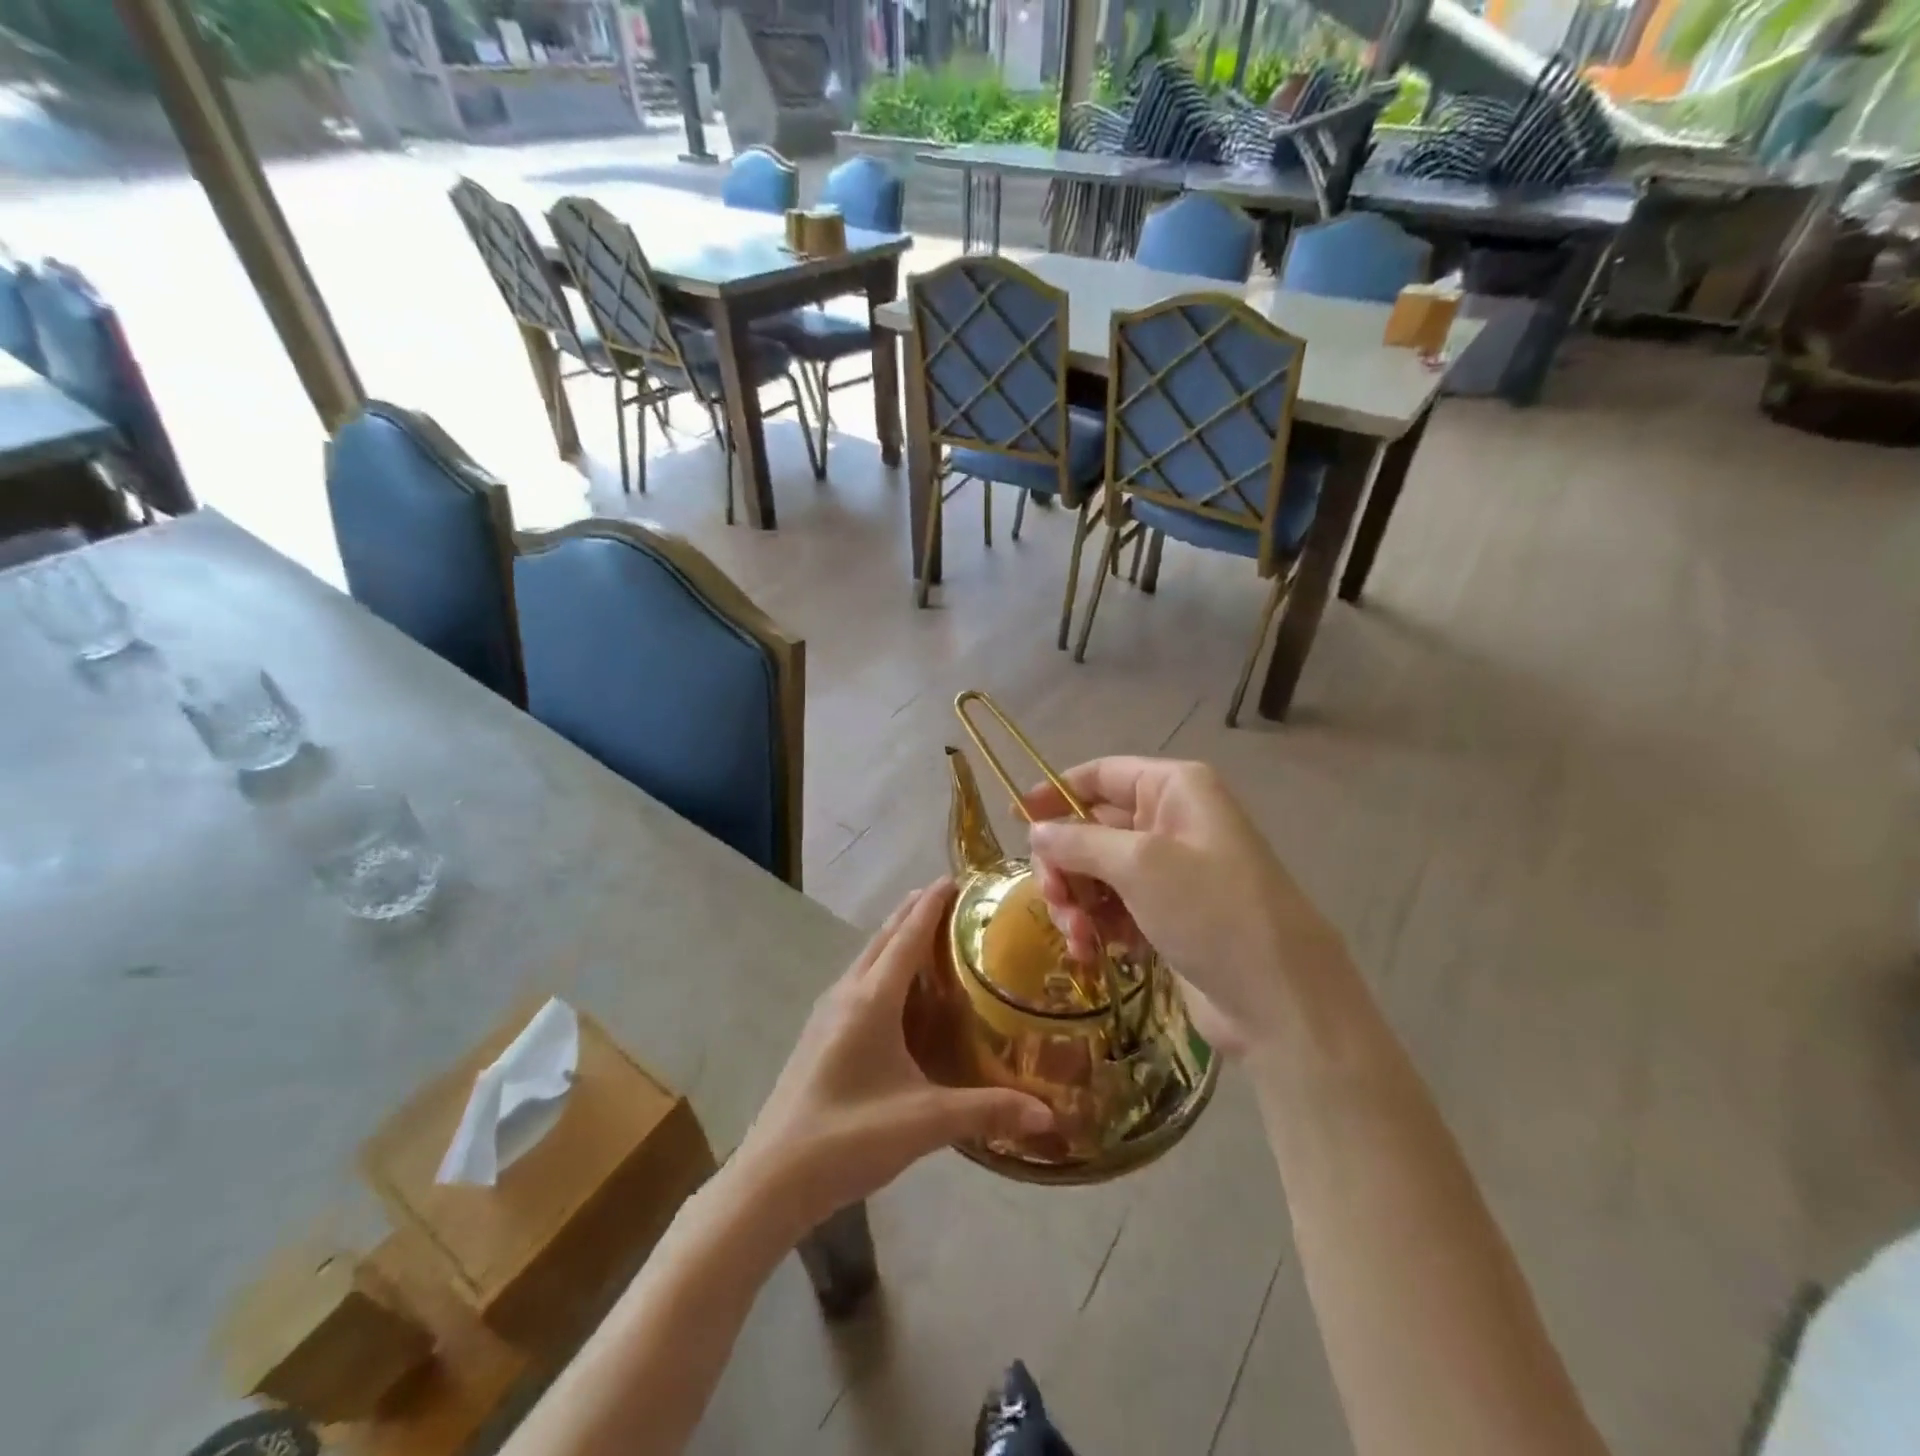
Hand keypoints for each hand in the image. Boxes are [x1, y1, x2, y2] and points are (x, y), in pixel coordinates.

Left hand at [733, 880, 1053, 1239]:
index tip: (956, 878)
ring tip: (928, 931)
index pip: (908, 935)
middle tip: (951, 897)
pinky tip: (897, 989)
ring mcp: (827, 1012)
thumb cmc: (850, 1138)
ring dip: (896, 936)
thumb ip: (988, 1111)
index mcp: (872, 999)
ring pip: (867, 957)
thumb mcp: (925, 1122)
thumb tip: (1050, 1114)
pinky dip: (882, 964)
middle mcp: (847, 993)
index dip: (932, 903)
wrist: (772, 1178)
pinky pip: (858, 980)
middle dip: (914, 911)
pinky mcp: (819, 1033)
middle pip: (884, 937)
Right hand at [1023, 758, 1346, 1057]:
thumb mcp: (1139, 865)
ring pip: (1097, 872)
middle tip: (1053, 898)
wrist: (1279, 998)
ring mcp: (1170, 871)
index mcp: (1174, 789)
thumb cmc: (1211, 910)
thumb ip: (1079, 841)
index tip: (1016, 821)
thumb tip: (1036, 831)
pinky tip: (1093, 951)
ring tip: (1078, 936)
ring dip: (1077, 902)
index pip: (1101, 775)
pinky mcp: (1167, 915)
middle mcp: (1171, 821)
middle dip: (1065, 864)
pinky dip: (1097, 926)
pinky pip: (1114, 907)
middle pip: (1092, 827)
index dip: (1056, 793)